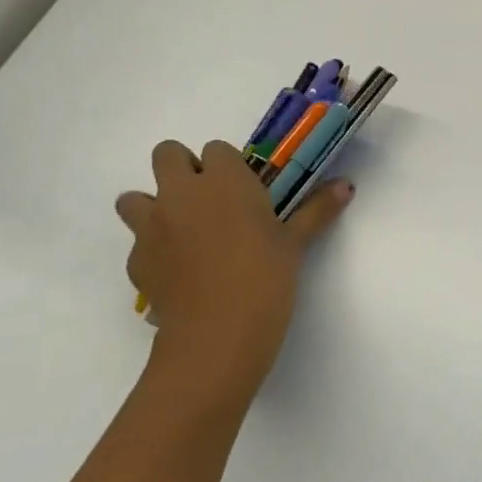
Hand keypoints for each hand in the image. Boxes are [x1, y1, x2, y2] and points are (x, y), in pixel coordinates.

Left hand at [117, 140, 352, 387]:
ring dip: (155, 206)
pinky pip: (138, 243)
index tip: (244, 190)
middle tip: (210, 202)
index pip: (217, 149)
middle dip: (183, 170)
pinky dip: (154, 250)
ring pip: (134, 198)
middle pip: (166, 155)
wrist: (217, 332)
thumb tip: (347, 186)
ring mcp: (151, 225)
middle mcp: (181, 192)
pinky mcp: (135, 260)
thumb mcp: (296, 242)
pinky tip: (179, 272)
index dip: (228, 167)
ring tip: (183, 233)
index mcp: (223, 180)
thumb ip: (317, 209)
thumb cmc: (265, 276)